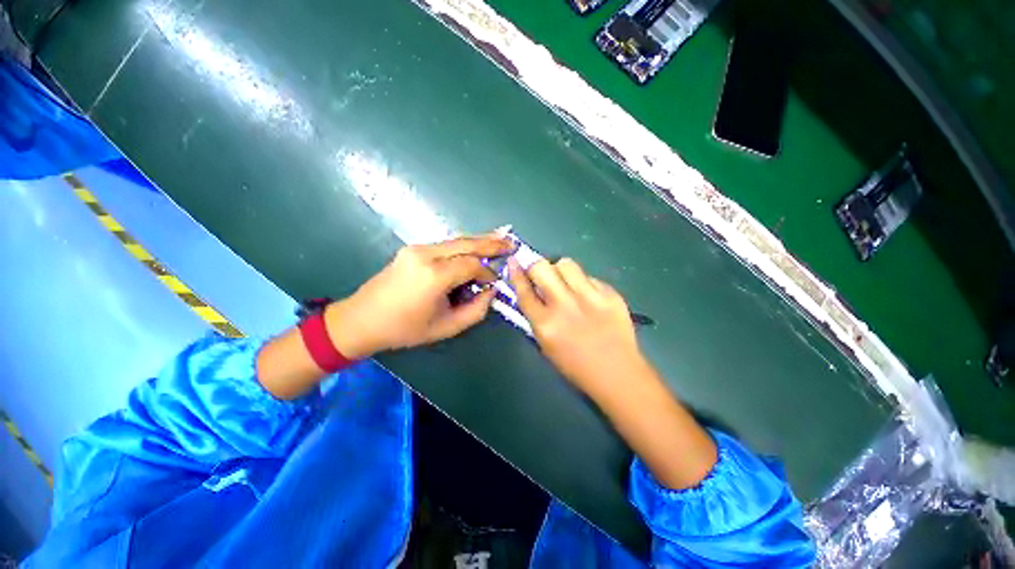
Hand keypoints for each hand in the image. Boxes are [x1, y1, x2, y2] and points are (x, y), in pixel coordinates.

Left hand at [325, 235, 512, 358]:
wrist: (361, 319)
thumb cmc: (405, 329)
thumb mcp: (447, 327)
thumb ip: (476, 310)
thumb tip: (491, 291)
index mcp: (434, 276)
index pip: (472, 265)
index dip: (488, 273)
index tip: (495, 283)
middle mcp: (425, 255)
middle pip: (466, 243)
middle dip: (491, 243)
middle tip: (511, 242)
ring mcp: (417, 248)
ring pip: (456, 240)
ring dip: (478, 241)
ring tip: (500, 239)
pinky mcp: (413, 249)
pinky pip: (446, 245)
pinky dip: (464, 246)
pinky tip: (475, 246)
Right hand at [508, 257, 646, 398]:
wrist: (617, 373)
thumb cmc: (575, 365)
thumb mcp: (545, 345)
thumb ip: (536, 316)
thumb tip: (533, 291)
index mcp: (545, 324)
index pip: (524, 290)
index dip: (516, 273)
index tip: (514, 261)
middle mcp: (564, 306)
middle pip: (542, 268)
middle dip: (536, 266)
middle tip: (540, 272)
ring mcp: (589, 297)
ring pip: (566, 264)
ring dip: (560, 270)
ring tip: (566, 282)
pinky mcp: (610, 294)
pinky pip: (589, 277)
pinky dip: (583, 283)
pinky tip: (588, 296)